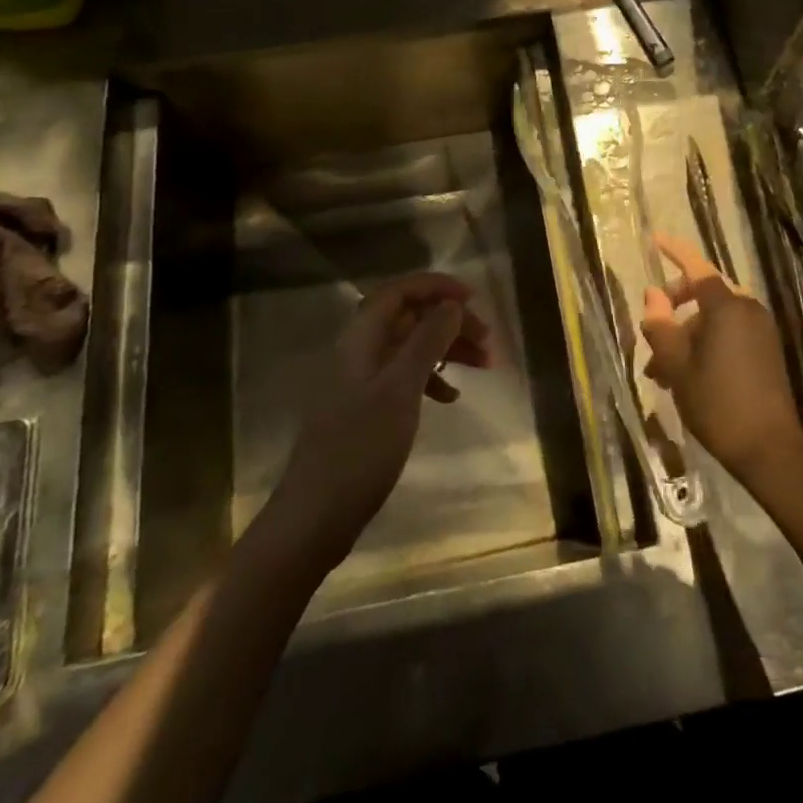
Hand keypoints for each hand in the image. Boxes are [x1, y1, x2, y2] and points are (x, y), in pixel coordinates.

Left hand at [271, 273, 492, 560]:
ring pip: (410, 346)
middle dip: (449, 320)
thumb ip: (427, 341)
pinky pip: (405, 376)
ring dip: (446, 349)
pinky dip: (431, 378)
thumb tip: (451, 305)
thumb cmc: (360, 448)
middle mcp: (359, 350)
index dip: (436, 286)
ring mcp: (361, 380)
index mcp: (360, 338)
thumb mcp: (400, 390)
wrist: (315, 516)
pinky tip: (450, 397)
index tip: (474, 299)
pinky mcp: (366, 407)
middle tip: (487, 339)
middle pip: (409, 317)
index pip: (399, 291)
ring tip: (484, 365)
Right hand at [641, 233, 802, 483]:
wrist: (770, 448)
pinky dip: (705, 344)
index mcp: (726, 306)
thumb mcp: (677, 366)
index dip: (674, 251)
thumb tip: (651, 296)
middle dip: (673, 308)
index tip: (655, 239)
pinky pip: (729, 333)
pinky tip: (685, 376)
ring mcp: (760, 330)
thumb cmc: (717, 403)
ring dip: (685, 334)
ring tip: (659, 370)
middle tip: (651, 331)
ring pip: (713, 318)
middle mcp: (747, 309)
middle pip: (703, 293)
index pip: (696, 266)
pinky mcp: (766, 350)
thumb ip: (660, 327)